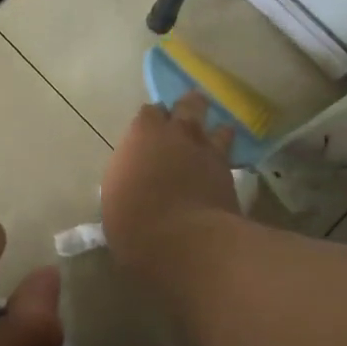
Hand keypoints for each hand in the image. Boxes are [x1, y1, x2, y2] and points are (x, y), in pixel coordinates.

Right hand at [101, 92, 240, 270]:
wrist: (185, 240)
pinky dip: (227, 159)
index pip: (149, 113)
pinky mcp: (230, 173)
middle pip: (188, 105)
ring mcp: (208, 151)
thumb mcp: (115, 200)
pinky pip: (231, 156)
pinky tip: (224, 168)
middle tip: (185, 118)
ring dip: (215, 132)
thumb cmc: (135, 223)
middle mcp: (177, 134)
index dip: (150, 121)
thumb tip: (131, 185)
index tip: (148, 133)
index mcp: (143, 135)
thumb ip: (127, 181)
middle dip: (188, 108)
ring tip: (214, 139)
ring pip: (218, 127)